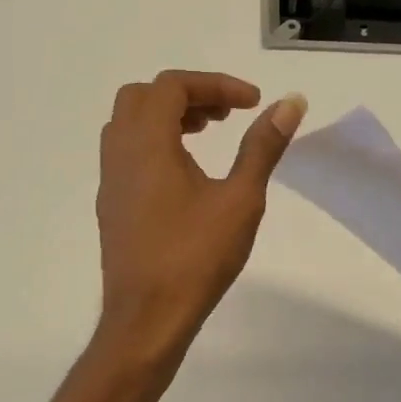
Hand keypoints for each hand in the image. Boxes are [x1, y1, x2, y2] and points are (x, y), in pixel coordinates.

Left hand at [95, 70, 306, 355]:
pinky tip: (186, 173)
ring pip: (130, 124)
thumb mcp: (240, 199)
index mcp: (147, 143)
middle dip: (188, 95)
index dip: (216, 84)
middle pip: (144, 97)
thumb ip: (263, 147)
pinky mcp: (112, 205)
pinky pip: (127, 152)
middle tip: (226, 115)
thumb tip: (290, 103)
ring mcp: (110, 180)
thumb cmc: (196, 257)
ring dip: (167, 117)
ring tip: (208, 134)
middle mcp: (119, 153)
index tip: (253, 104)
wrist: (147, 317)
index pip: (173, 86)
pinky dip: (155, 142)